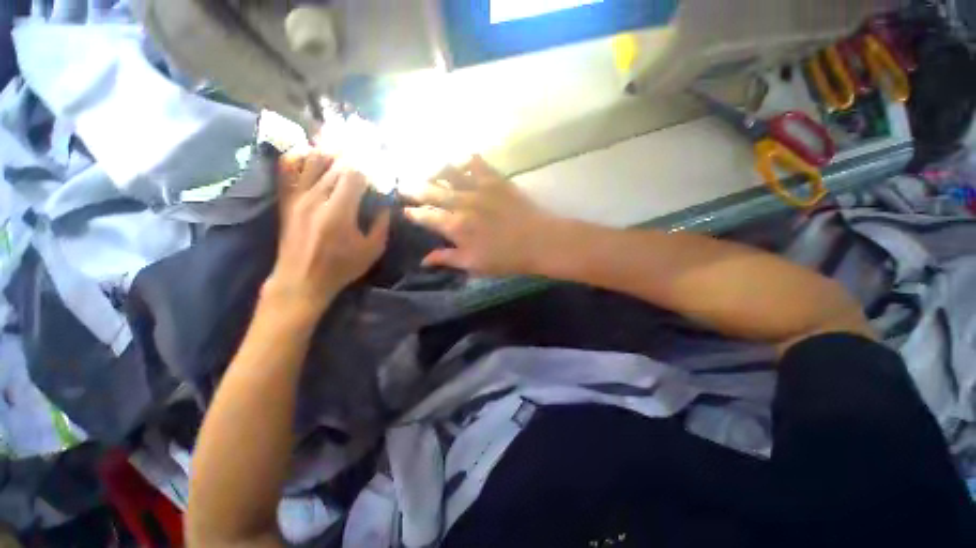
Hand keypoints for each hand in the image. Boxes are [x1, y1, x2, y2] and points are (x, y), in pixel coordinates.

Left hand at [265, 148, 390, 315]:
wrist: (300, 280)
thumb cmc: (341, 267)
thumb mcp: (372, 250)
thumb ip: (382, 224)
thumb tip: (386, 204)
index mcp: (339, 211)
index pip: (355, 174)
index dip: (370, 169)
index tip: (380, 174)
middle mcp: (316, 197)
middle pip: (336, 164)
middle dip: (356, 160)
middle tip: (369, 162)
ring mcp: (297, 196)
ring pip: (314, 160)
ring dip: (333, 154)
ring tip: (347, 155)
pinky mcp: (287, 199)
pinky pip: (290, 168)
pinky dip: (303, 157)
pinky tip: (316, 156)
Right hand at [403, 156, 559, 276]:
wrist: (539, 242)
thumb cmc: (506, 258)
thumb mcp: (474, 264)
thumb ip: (448, 259)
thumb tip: (424, 260)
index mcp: (456, 227)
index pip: (426, 216)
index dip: (413, 213)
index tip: (405, 211)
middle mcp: (462, 203)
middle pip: (431, 191)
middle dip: (414, 188)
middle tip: (403, 184)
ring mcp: (479, 188)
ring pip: (449, 171)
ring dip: (434, 170)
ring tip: (426, 170)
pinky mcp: (495, 179)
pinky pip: (476, 162)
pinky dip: (465, 159)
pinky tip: (460, 160)